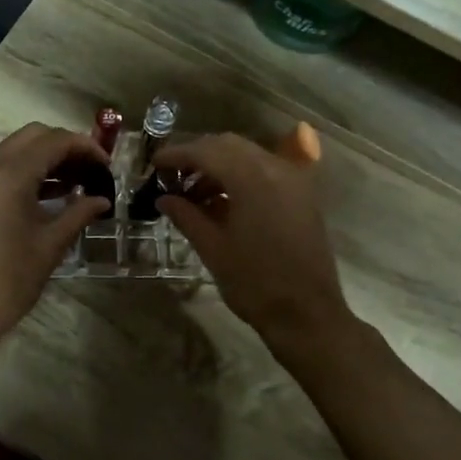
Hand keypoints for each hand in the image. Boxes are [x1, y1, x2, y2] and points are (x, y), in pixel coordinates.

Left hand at [0, 123, 110, 350]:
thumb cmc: (8, 281)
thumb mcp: (50, 246)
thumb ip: (78, 214)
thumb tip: (101, 200)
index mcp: (9, 175)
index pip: (54, 141)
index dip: (85, 147)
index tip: (107, 166)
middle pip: (32, 136)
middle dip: (64, 146)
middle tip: (90, 171)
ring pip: (12, 150)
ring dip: (43, 159)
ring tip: (74, 184)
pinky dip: (23, 173)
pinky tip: (45, 197)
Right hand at [152, 133, 349, 346]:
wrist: (306, 314)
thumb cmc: (254, 283)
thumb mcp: (213, 248)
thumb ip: (186, 216)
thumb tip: (163, 198)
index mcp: (252, 178)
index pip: (206, 151)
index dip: (177, 155)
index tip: (154, 165)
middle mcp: (276, 168)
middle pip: (229, 145)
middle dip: (198, 156)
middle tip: (172, 176)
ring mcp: (294, 180)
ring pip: (249, 155)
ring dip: (219, 165)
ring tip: (193, 193)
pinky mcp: (302, 195)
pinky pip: (266, 170)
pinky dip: (241, 175)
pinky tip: (223, 199)